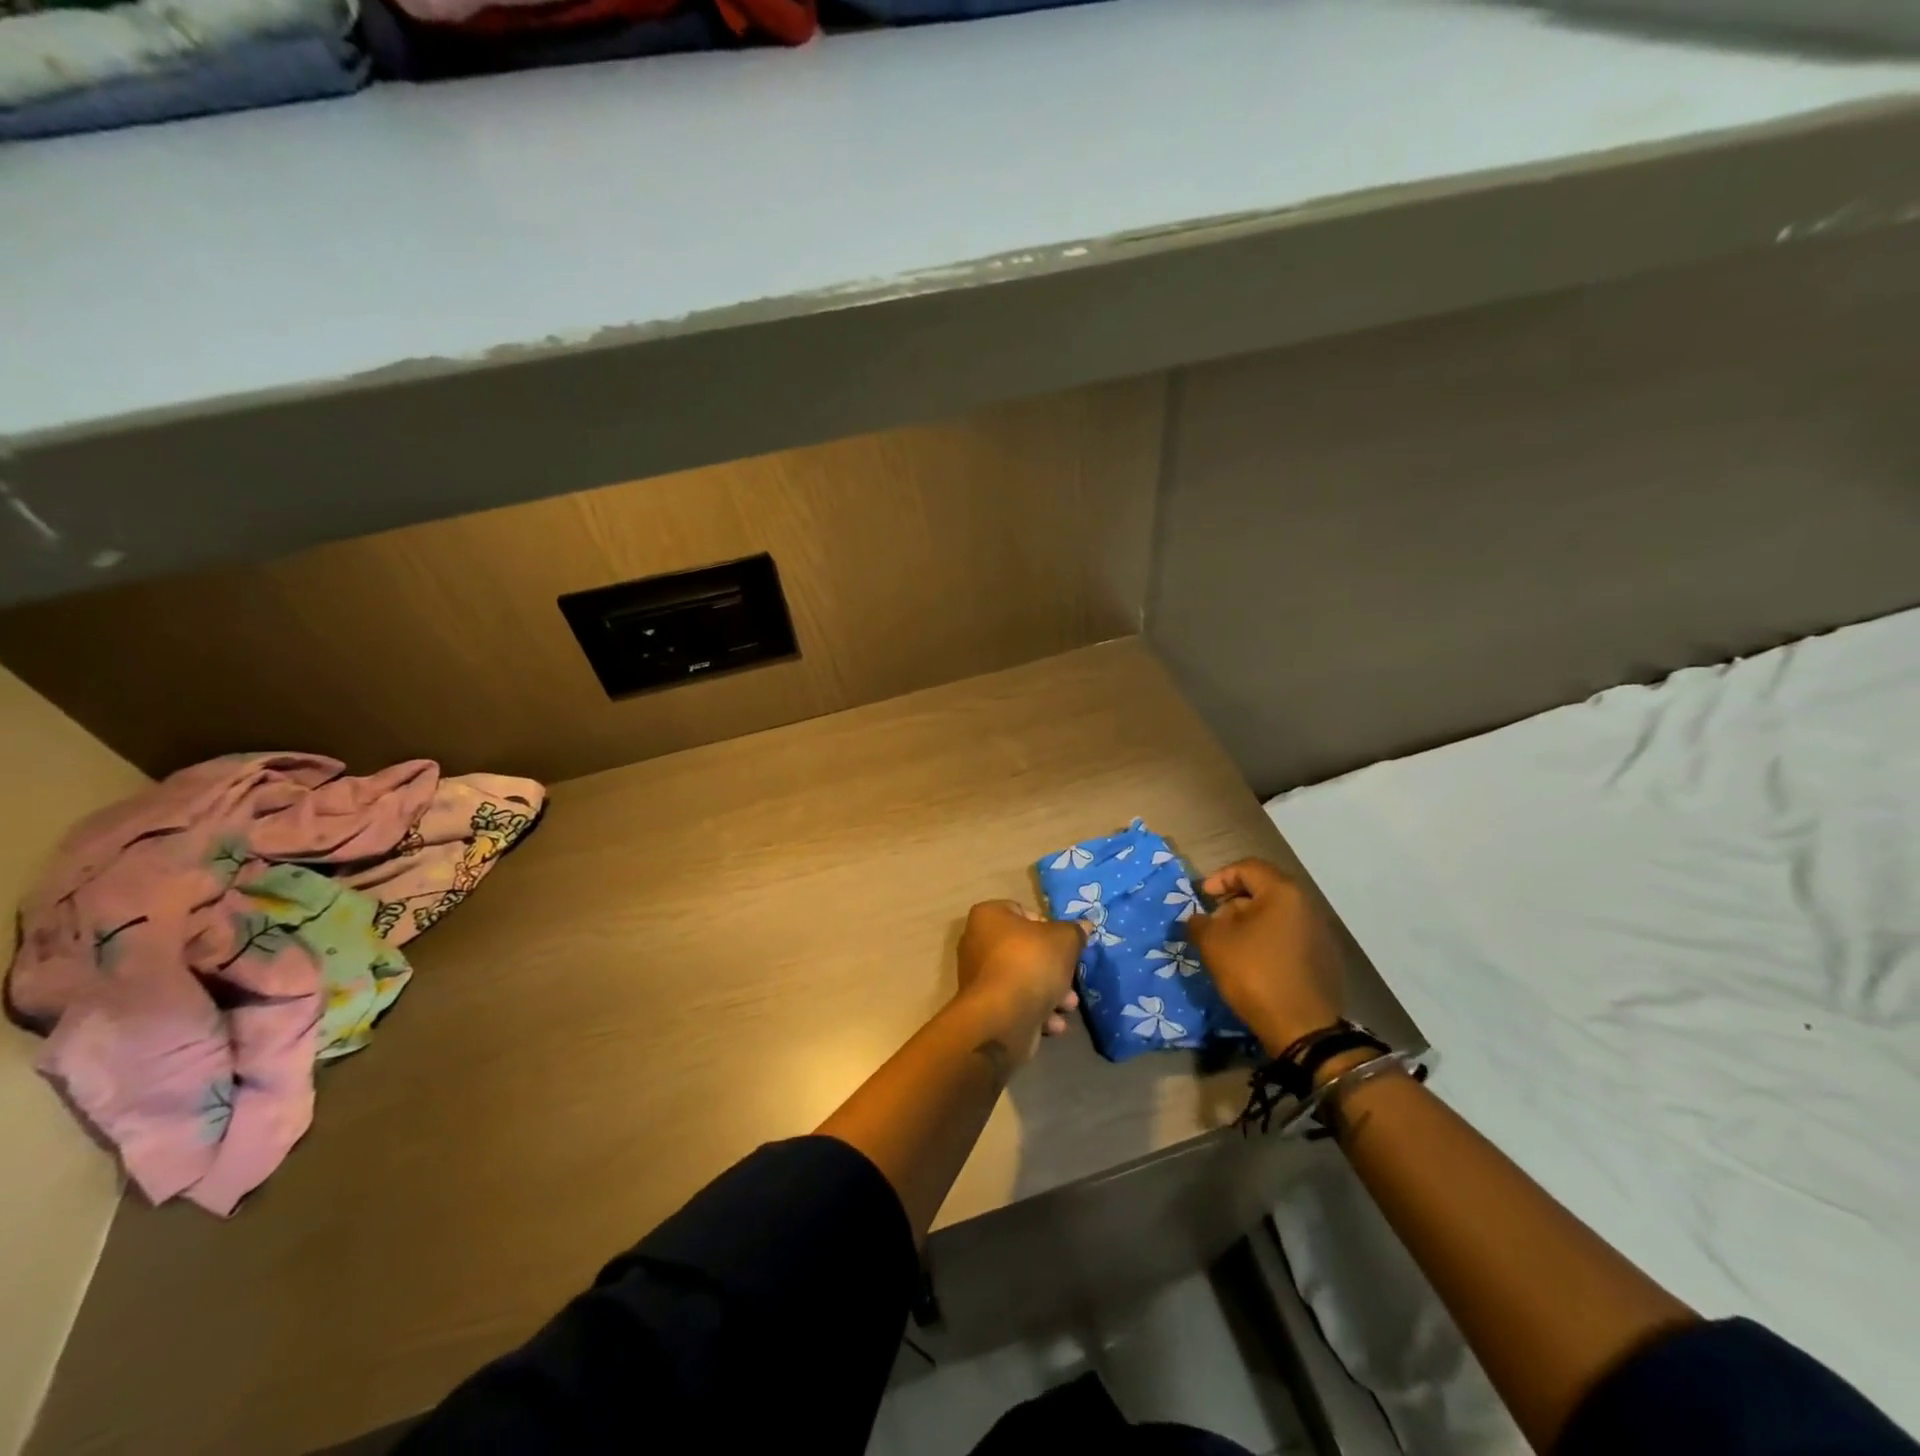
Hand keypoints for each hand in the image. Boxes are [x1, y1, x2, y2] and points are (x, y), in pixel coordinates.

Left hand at [953, 901, 1085, 1068]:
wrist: (1000, 1017)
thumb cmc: (1030, 964)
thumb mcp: (1064, 940)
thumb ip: (1075, 932)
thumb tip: (1083, 926)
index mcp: (989, 917)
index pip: (1023, 912)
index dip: (1048, 926)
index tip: (1065, 944)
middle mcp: (977, 943)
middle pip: (1026, 950)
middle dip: (1054, 967)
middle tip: (1072, 979)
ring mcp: (979, 978)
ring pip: (1023, 979)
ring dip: (1050, 993)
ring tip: (1068, 1005)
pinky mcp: (985, 1008)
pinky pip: (1015, 1003)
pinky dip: (1036, 1012)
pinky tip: (1053, 1024)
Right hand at [1186, 859, 1345, 1055]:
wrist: (1303, 1028)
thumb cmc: (1255, 974)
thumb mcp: (1214, 944)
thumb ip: (1199, 923)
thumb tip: (1199, 919)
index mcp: (1283, 892)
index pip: (1247, 868)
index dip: (1219, 878)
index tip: (1203, 899)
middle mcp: (1306, 905)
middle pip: (1263, 890)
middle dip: (1233, 903)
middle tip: (1214, 924)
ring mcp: (1320, 932)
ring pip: (1276, 914)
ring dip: (1249, 923)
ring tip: (1230, 946)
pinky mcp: (1324, 957)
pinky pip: (1288, 935)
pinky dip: (1267, 940)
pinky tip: (1253, 963)